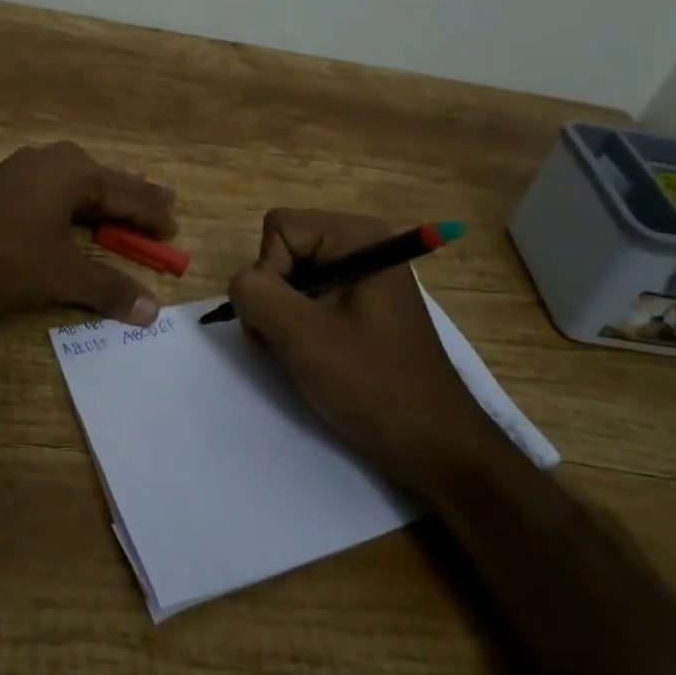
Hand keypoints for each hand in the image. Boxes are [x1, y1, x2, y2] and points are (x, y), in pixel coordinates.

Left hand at [0, 141, 176, 323]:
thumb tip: (152, 310)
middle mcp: (51, 161)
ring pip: (76, 184)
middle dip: (134, 197)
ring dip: (103, 198)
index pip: (129, 194)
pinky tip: (70, 211)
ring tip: (125, 201)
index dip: (153, 215)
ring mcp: (20, 170)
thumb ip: (107, 288)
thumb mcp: (58, 275)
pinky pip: (51, 191)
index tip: (175, 229)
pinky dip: (73, 205)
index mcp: (74, 172)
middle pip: (105, 181)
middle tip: (165, 202)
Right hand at [228, 209, 497, 490]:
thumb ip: (257, 294)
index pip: (279, 229)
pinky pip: (310, 296)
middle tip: (290, 342)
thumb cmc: (373, 384)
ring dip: (283, 315)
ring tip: (303, 354)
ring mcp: (364, 274)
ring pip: (292, 275)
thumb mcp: (304, 336)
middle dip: (274, 295)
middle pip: (285, 248)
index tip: (287, 321)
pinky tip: (315, 356)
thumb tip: (241, 284)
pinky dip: (299, 324)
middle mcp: (363, 243)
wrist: (434, 445)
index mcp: (358, 236)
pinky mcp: (362, 303)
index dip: (269, 273)